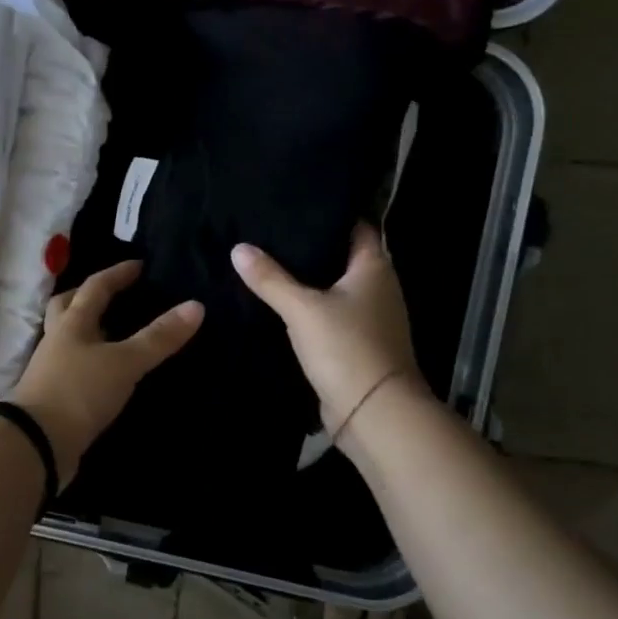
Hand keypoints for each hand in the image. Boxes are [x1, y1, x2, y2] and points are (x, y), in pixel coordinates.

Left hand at [10, 261, 203, 483]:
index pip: (95, 287)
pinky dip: (88, 362)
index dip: (117, 274)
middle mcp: (57, 339)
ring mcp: (50, 368)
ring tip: (111, 332)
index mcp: (72, 322)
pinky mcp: (51, 395)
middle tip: (112, 294)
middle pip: (67, 307)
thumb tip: (196, 305)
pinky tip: (104, 371)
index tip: (139, 266)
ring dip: (86, 330)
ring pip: (67, 337)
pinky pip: (71, 367)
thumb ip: (158, 337)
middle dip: (87, 296)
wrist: (37, 443)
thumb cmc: (79, 391)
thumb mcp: (124, 362)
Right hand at [232, 225, 422, 432]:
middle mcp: (378, 287)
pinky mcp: (357, 344)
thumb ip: (270, 278)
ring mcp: (370, 318)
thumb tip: (239, 248)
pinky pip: (330, 315)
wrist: (374, 413)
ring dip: (308, 280)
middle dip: (311, 246)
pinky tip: (280, 304)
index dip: (329, 214)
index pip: (356, 226)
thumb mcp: (302, 308)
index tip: (296, 205)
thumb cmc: (346, 347)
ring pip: (334, 287)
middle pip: (342, 256)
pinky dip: (309, 308)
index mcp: (374, 267)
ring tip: (267, 262)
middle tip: (270, 231)